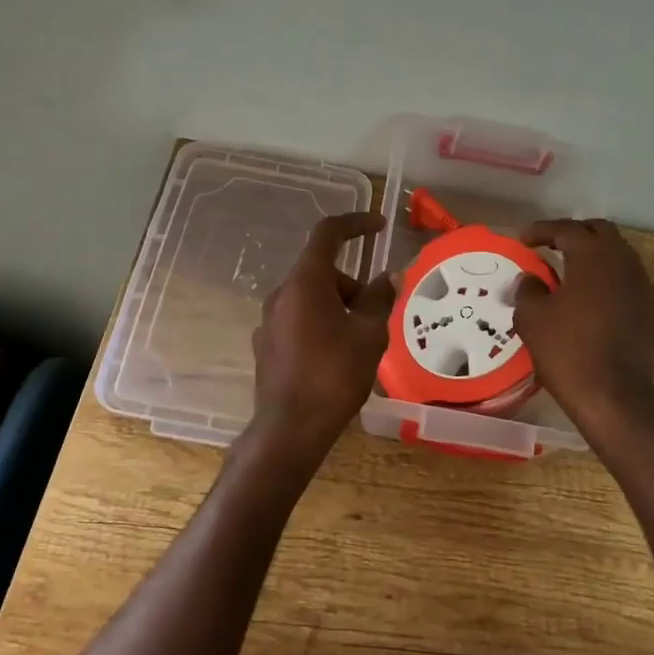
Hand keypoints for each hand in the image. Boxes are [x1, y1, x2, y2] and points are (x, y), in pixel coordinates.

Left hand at [250, 211, 394, 460]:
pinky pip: (299, 319)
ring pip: (311, 297)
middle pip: (322, 271)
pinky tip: (335, 358)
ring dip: (338, 306)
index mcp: (305, 283)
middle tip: (376, 314)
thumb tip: (387, 277)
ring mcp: (269, 320)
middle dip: (353, 285)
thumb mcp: (368, 334)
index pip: (328, 234)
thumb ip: (379, 299)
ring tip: (359, 343)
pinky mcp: (266, 345)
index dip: (356, 224)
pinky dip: (321, 324)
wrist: (289, 430)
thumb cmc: (334, 376)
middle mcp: (281, 294)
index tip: (380, 226)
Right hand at [513, 219, 653, 437]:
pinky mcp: (649, 310)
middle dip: (573, 233)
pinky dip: (605, 278)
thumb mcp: (532, 318)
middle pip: (599, 231)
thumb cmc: (568, 350)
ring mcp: (641, 286)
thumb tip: (531, 279)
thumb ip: (528, 289)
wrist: (614, 397)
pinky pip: (624, 280)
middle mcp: (623, 262)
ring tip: (567, 270)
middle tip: (549, 245)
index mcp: (593, 256)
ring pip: (617, 255)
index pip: (567, 229)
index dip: (541, 230)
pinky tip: (587, 297)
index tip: (522, 238)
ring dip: (592, 255)